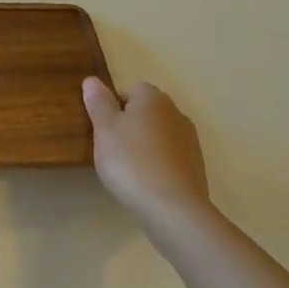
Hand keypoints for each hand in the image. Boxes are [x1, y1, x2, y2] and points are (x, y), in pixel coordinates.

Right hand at [82, 77, 211, 222]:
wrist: (172, 207)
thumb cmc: (131, 161)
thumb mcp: (104, 129)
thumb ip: (98, 102)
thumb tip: (92, 80)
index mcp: (153, 98)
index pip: (131, 89)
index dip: (114, 107)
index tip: (103, 129)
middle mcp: (175, 112)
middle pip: (146, 112)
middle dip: (130, 125)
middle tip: (111, 149)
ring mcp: (190, 140)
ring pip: (159, 134)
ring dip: (145, 145)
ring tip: (128, 169)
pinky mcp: (196, 166)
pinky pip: (170, 157)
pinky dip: (158, 164)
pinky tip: (146, 182)